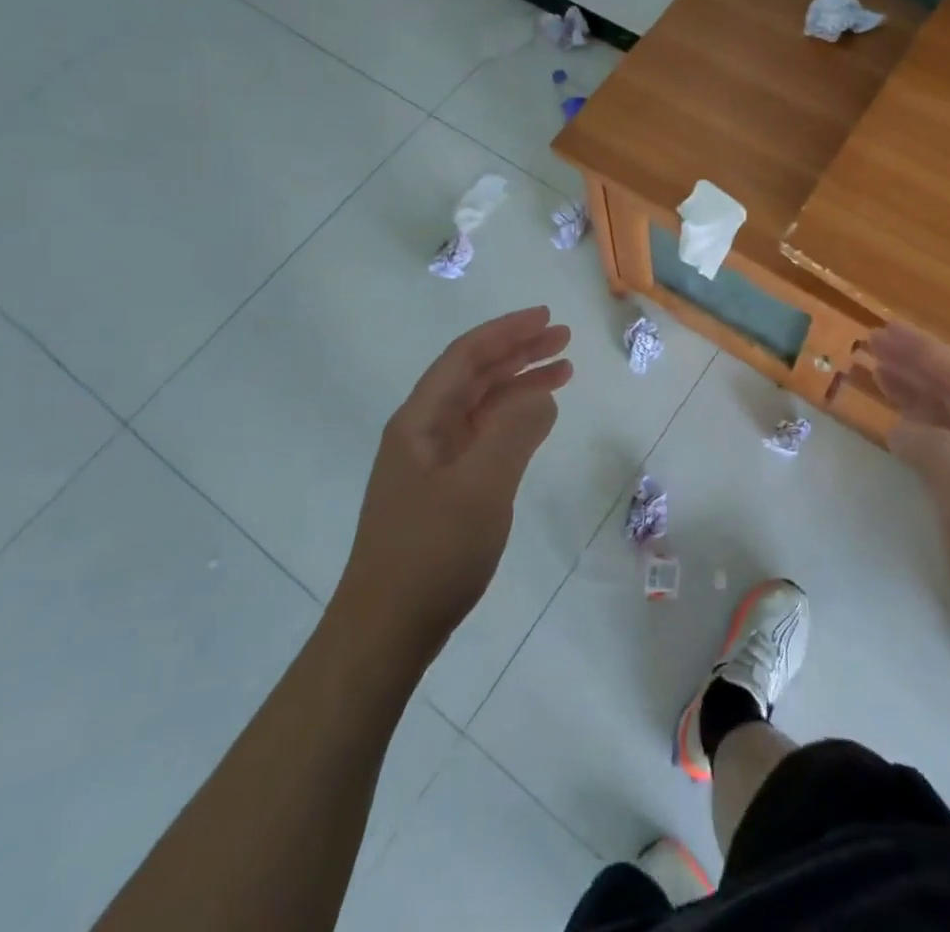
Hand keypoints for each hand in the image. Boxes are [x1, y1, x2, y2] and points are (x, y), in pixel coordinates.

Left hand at [339, 306, 572, 663]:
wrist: (386, 630)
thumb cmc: (431, 552)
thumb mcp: (481, 486)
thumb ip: (515, 431)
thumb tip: (542, 395)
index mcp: (420, 420)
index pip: (466, 357)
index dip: (506, 332)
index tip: (546, 318)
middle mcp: (423, 432)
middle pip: (475, 376)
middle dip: (518, 352)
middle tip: (563, 339)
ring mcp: (433, 463)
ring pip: (481, 407)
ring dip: (519, 385)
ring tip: (562, 372)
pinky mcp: (444, 490)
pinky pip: (484, 438)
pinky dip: (513, 421)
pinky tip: (536, 421)